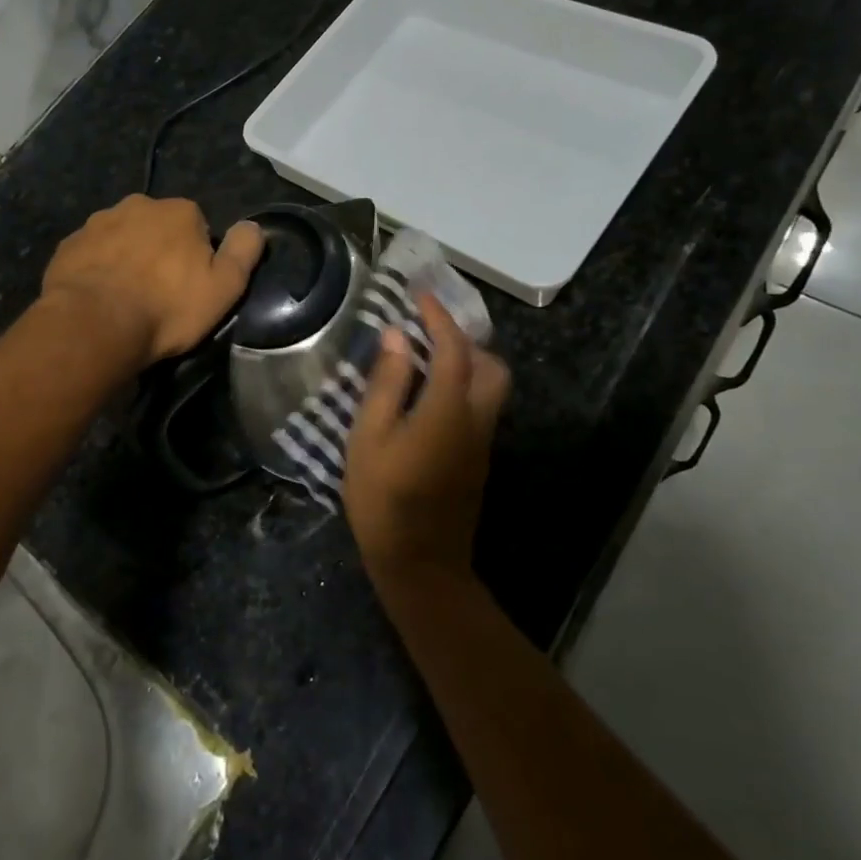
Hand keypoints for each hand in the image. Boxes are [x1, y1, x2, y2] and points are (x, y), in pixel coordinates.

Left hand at [40, 195, 263, 366]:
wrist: (94, 324)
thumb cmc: (167, 307)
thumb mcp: (224, 287)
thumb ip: (244, 251)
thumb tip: (253, 225)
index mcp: (179, 211)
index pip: (197, 226)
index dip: (196, 257)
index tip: (190, 286)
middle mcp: (138, 205)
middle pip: (157, 227)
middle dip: (159, 252)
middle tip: (158, 294)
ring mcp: (98, 222)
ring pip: (122, 237)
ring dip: (126, 258)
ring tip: (126, 298)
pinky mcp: (68, 245)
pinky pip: (91, 254)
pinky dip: (97, 269)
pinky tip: (99, 298)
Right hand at [343, 293, 509, 586]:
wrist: (421, 564)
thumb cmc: (384, 498)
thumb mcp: (370, 436)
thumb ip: (387, 382)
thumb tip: (397, 335)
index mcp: (448, 409)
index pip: (453, 348)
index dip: (439, 317)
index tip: (420, 294)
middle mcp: (476, 420)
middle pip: (491, 366)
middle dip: (465, 340)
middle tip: (427, 332)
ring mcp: (482, 443)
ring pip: (491, 388)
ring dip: (466, 363)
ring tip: (424, 360)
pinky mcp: (478, 460)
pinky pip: (481, 408)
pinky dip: (463, 387)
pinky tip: (428, 397)